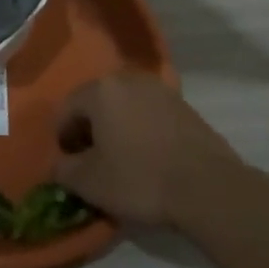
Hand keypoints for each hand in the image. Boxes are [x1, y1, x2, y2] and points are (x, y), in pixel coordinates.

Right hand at [52, 72, 240, 228]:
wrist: (209, 188)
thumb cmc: (141, 179)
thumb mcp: (90, 183)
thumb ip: (64, 169)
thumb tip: (59, 164)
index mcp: (100, 90)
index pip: (67, 108)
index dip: (62, 137)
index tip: (69, 162)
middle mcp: (127, 79)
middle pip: (96, 102)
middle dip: (90, 129)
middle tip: (92, 161)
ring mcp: (159, 90)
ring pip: (124, 106)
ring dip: (116, 128)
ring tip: (122, 160)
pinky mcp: (184, 105)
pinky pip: (149, 114)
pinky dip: (141, 130)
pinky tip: (149, 158)